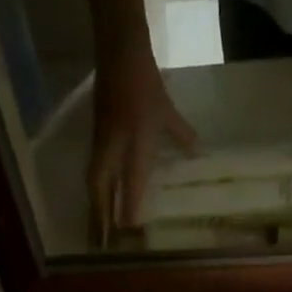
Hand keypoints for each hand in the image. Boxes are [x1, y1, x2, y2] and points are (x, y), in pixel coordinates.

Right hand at [88, 47, 197, 244]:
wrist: (119, 50)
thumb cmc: (145, 81)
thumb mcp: (166, 110)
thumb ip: (181, 135)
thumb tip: (198, 153)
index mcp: (134, 143)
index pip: (132, 184)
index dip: (130, 208)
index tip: (131, 230)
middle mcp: (113, 148)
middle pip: (101, 189)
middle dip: (101, 215)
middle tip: (101, 241)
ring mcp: (101, 144)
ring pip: (94, 182)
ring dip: (94, 206)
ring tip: (95, 228)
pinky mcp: (95, 138)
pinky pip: (93, 171)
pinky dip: (95, 189)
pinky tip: (97, 200)